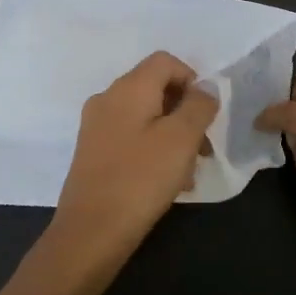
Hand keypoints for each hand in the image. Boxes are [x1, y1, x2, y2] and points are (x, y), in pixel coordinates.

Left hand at [50, 51, 218, 265]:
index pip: (165, 61)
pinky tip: (166, 182)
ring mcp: (96, 126)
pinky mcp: (93, 153)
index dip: (191, 79)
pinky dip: (153, 149)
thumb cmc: (141, 179)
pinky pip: (131, 137)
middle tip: (203, 147)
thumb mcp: (182, 139)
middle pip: (155, 88)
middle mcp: (108, 99)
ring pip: (145, 116)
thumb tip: (205, 88)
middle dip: (185, 112)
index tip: (205, 114)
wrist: (90, 233)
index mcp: (128, 88)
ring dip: (172, 136)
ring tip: (189, 172)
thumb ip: (199, 106)